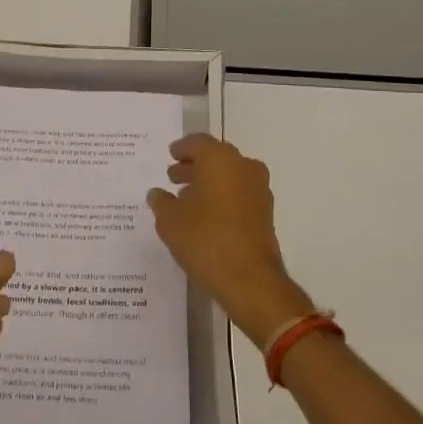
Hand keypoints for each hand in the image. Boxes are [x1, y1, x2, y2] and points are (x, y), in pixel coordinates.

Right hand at [147, 134, 314, 347]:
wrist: (250, 280)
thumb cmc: (205, 241)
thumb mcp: (170, 221)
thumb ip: (162, 202)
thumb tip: (157, 194)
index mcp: (220, 159)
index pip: (198, 142)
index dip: (181, 148)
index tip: (170, 155)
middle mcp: (243, 167)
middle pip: (215, 158)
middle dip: (194, 166)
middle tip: (174, 176)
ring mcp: (259, 190)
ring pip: (229, 176)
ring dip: (208, 182)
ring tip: (185, 198)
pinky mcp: (265, 212)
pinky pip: (238, 194)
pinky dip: (222, 197)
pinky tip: (205, 215)